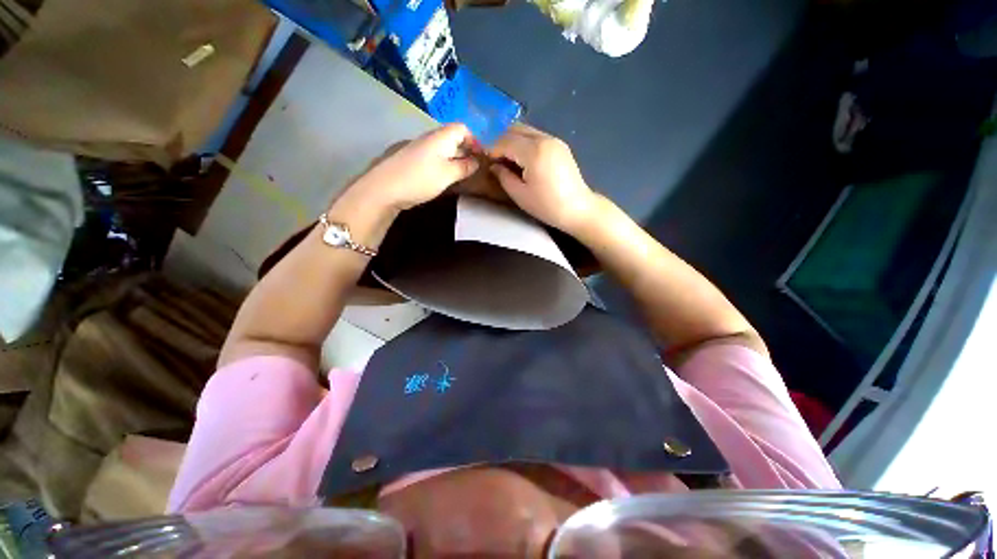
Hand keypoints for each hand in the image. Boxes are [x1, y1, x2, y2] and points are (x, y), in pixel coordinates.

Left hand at [344, 123, 479, 212]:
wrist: (385, 188)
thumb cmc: (421, 179)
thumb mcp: (448, 174)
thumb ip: (464, 167)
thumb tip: (477, 161)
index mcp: (441, 137)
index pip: (462, 128)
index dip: (475, 141)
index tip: (481, 158)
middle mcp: (430, 138)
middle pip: (453, 137)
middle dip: (467, 150)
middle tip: (475, 168)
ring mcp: (420, 148)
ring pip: (444, 148)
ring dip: (456, 158)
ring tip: (463, 174)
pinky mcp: (414, 160)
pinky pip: (435, 157)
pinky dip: (445, 164)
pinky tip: (446, 177)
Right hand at [489, 124, 597, 233]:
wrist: (578, 209)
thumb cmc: (547, 206)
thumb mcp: (520, 194)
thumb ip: (503, 176)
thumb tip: (494, 165)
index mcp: (534, 151)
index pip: (505, 140)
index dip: (491, 149)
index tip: (485, 160)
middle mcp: (544, 138)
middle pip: (515, 129)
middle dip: (501, 141)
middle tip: (494, 159)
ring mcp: (554, 140)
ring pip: (526, 131)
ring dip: (512, 141)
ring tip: (507, 160)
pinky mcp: (560, 145)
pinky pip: (536, 136)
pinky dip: (524, 143)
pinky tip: (522, 159)